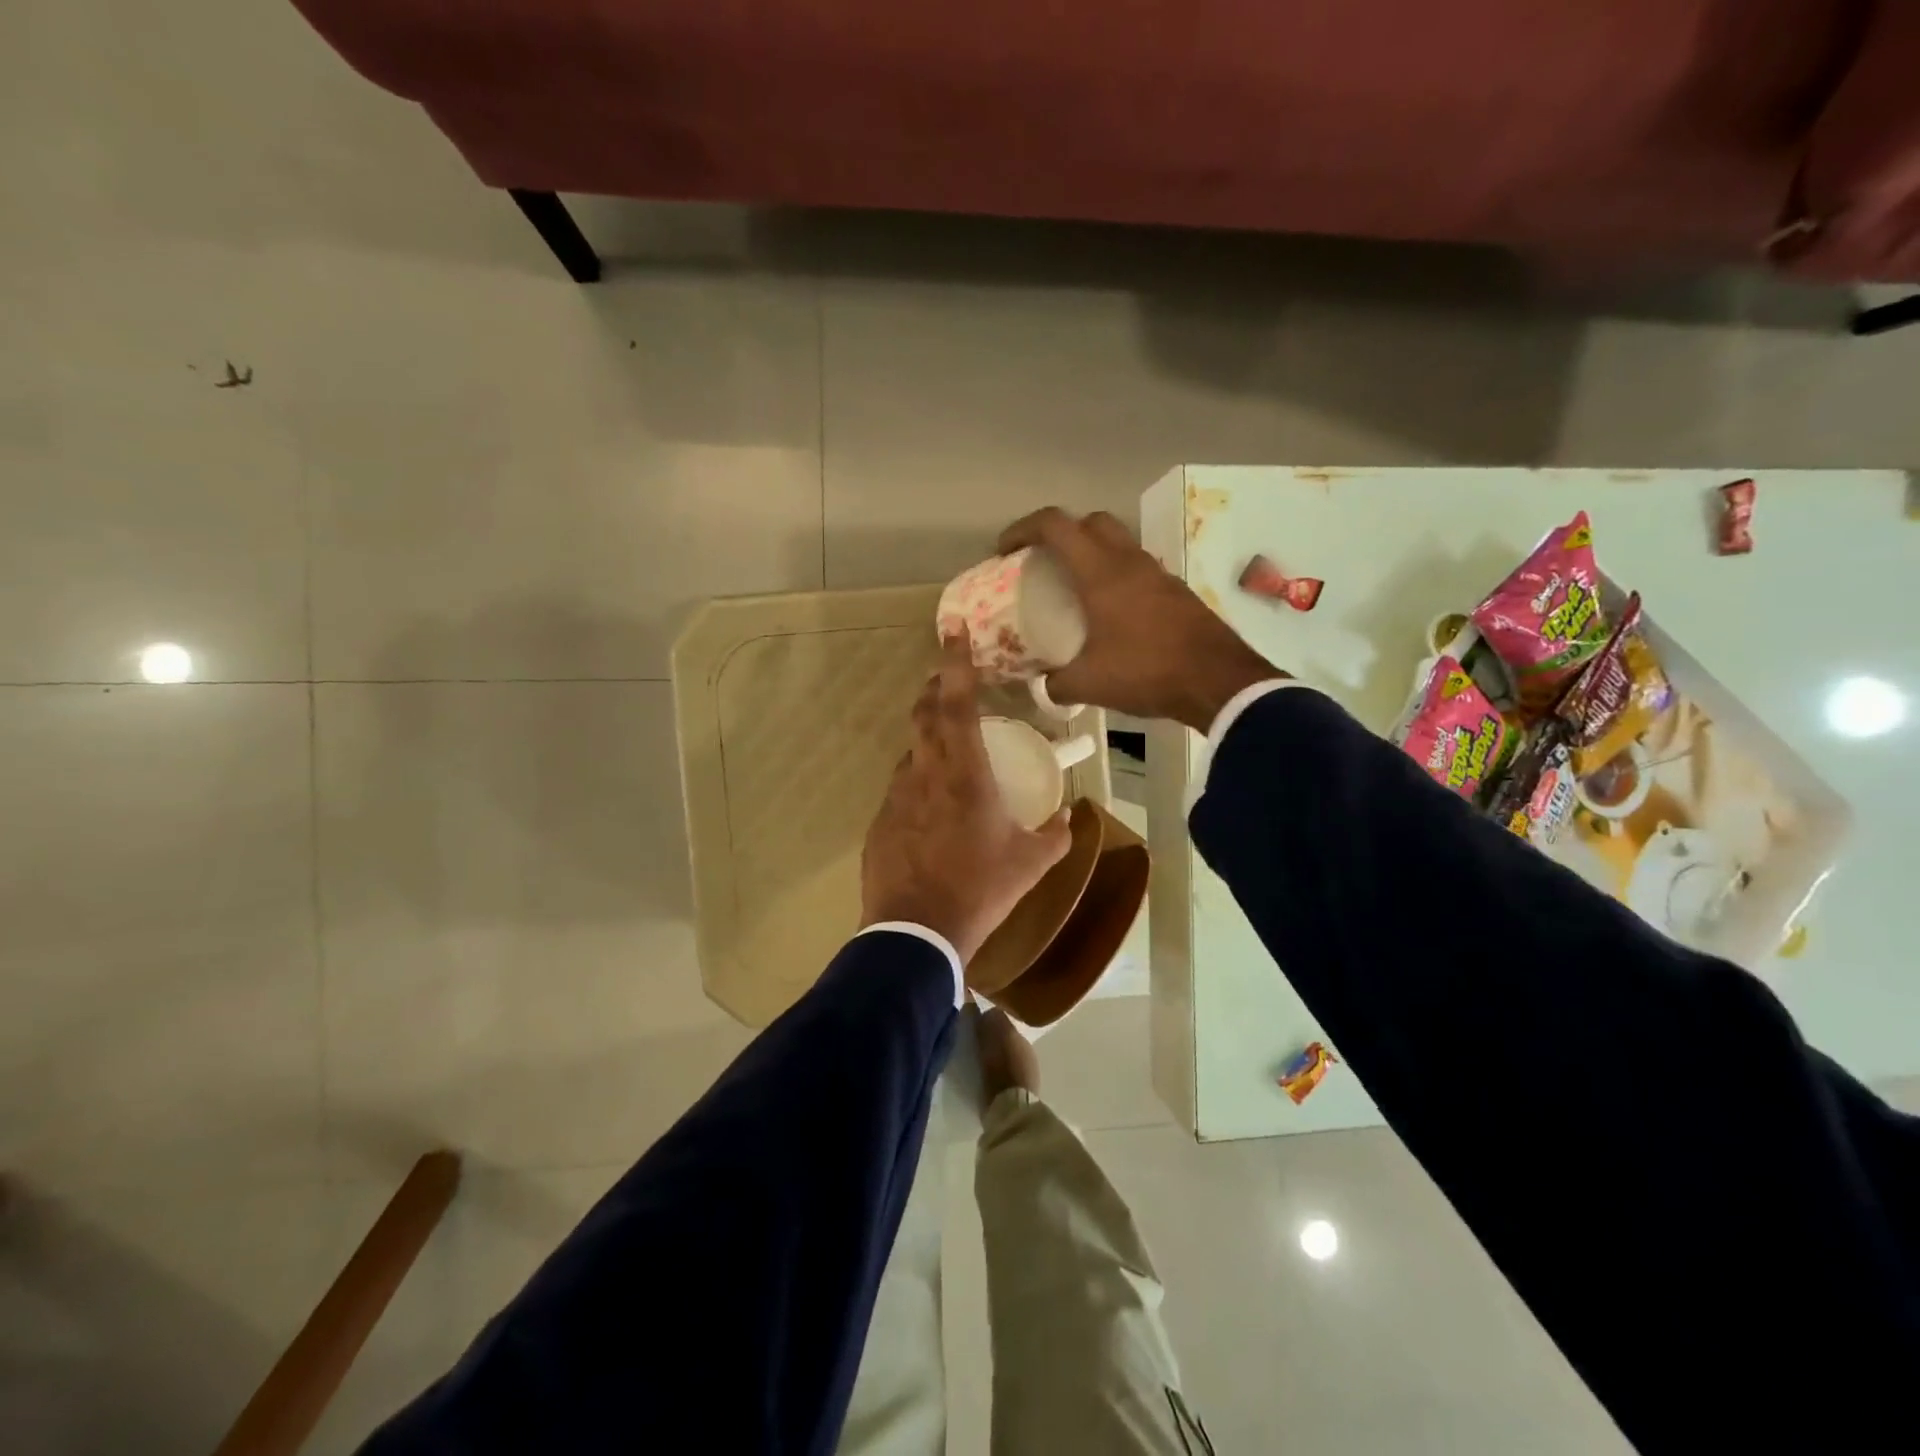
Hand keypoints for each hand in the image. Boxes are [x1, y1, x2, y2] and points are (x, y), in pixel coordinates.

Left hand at [861, 638, 1072, 965]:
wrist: (916, 932)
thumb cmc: (981, 889)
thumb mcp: (1032, 863)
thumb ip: (1057, 834)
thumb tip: (1069, 817)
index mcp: (965, 773)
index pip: (959, 703)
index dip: (958, 662)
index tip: (953, 629)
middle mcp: (925, 773)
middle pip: (925, 713)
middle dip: (936, 688)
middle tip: (949, 680)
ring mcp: (896, 796)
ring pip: (911, 752)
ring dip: (928, 740)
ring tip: (948, 752)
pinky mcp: (879, 821)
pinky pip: (901, 788)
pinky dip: (918, 783)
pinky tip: (931, 810)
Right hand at [999, 508, 1284, 729]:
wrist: (1218, 681)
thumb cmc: (1147, 672)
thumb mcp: (1089, 684)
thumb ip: (1056, 683)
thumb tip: (1043, 686)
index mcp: (1101, 572)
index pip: (1056, 526)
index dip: (1023, 529)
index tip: (1005, 550)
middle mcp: (1130, 562)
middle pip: (1091, 522)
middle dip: (1062, 533)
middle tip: (1044, 562)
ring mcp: (1158, 574)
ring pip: (1119, 543)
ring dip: (1093, 553)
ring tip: (1076, 587)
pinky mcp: (1177, 592)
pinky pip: (1138, 569)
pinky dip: (1117, 576)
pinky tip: (1112, 612)